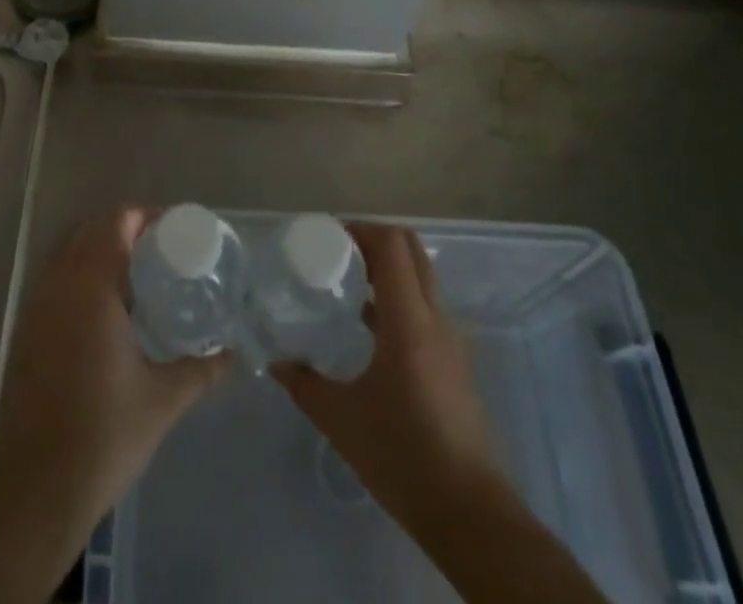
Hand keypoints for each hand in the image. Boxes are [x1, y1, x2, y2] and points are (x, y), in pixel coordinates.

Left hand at [0, 206, 229, 550]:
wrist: (37, 492)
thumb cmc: (104, 436)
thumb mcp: (163, 400)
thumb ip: (201, 368)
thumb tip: (232, 353)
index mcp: (92, 288)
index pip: (114, 223)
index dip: (143, 216)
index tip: (172, 231)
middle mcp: (59, 286)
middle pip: (89, 230)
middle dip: (123, 229)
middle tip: (159, 251)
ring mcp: (36, 308)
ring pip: (68, 254)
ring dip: (99, 251)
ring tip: (136, 276)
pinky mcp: (25, 332)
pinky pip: (54, 281)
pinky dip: (79, 276)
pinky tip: (104, 312)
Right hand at [273, 223, 499, 528]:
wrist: (466, 512)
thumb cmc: (401, 455)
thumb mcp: (340, 419)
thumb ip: (305, 384)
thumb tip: (276, 363)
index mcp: (409, 321)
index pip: (392, 246)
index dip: (362, 230)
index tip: (330, 237)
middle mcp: (434, 319)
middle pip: (412, 252)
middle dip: (376, 242)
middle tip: (339, 253)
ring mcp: (449, 341)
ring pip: (422, 279)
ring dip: (389, 270)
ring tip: (349, 285)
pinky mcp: (453, 363)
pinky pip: (425, 309)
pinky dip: (399, 299)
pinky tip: (369, 328)